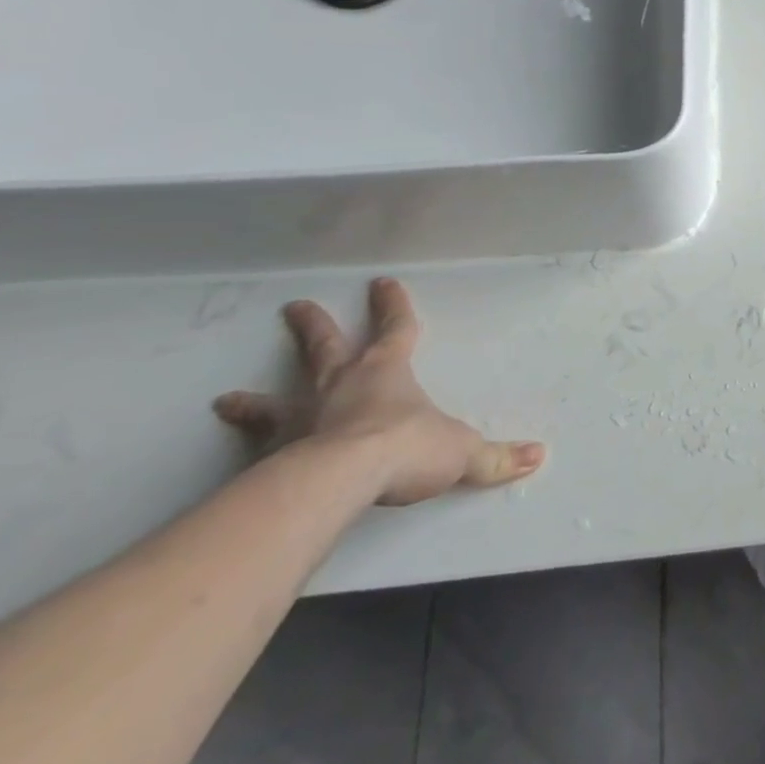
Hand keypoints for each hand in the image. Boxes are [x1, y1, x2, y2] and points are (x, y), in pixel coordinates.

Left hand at [215, 277, 544, 506]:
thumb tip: (537, 456)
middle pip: (325, 348)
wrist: (340, 480)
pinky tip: (228, 462)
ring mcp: (301, 419)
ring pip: (276, 400)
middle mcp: (340, 386)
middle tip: (295, 307)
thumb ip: (495, 458)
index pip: (396, 329)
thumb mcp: (462, 453)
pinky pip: (256, 450)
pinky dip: (243, 451)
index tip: (382, 283)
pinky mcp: (273, 455)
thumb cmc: (406, 449)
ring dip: (255, 399)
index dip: (393, 306)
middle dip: (314, 327)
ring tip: (227, 399)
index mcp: (387, 373)